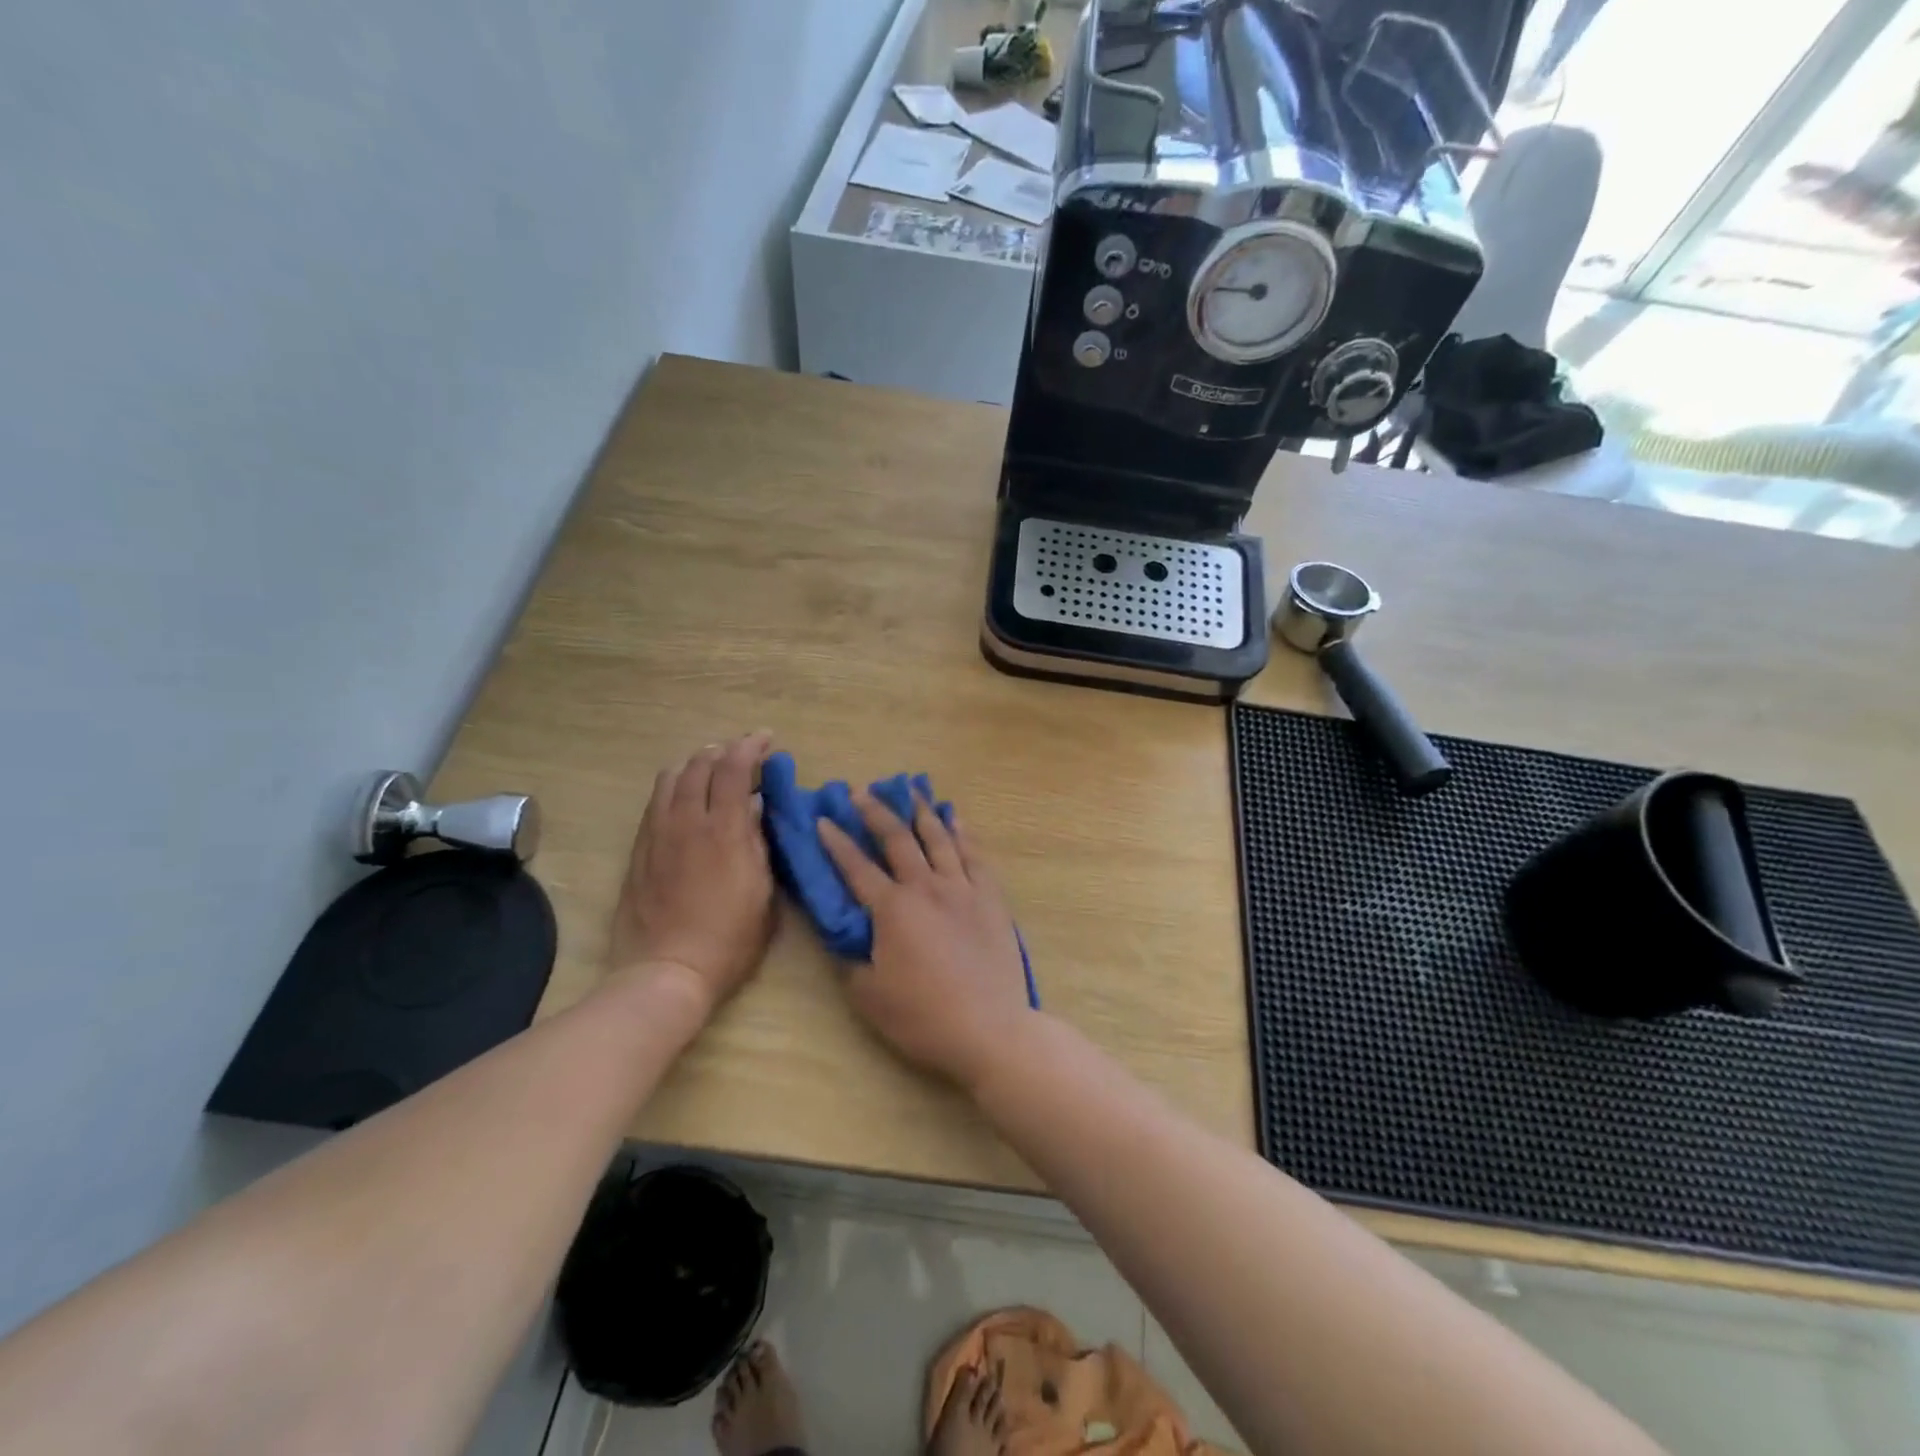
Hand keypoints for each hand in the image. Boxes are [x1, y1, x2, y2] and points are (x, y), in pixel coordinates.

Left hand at [610, 732, 776, 1017]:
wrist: (666, 970)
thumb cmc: (729, 938)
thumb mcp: (764, 891)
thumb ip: (761, 844)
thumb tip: (757, 809)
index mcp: (724, 830)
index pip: (734, 768)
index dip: (750, 746)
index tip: (766, 739)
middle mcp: (687, 821)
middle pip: (700, 764)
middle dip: (723, 750)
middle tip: (742, 755)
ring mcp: (657, 833)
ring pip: (671, 777)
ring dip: (695, 764)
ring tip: (711, 770)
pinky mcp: (639, 849)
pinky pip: (655, 802)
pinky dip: (675, 787)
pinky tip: (685, 799)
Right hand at [818, 791, 1032, 1091]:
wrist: (990, 1028)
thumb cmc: (923, 1016)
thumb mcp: (869, 995)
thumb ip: (851, 958)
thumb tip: (844, 934)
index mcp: (893, 909)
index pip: (857, 867)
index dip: (837, 842)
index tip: (823, 820)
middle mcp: (926, 887)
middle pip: (898, 838)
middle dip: (876, 812)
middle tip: (862, 792)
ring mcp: (962, 888)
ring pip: (939, 837)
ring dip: (921, 811)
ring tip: (910, 789)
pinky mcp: (990, 897)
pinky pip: (974, 854)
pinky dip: (963, 831)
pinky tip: (956, 816)